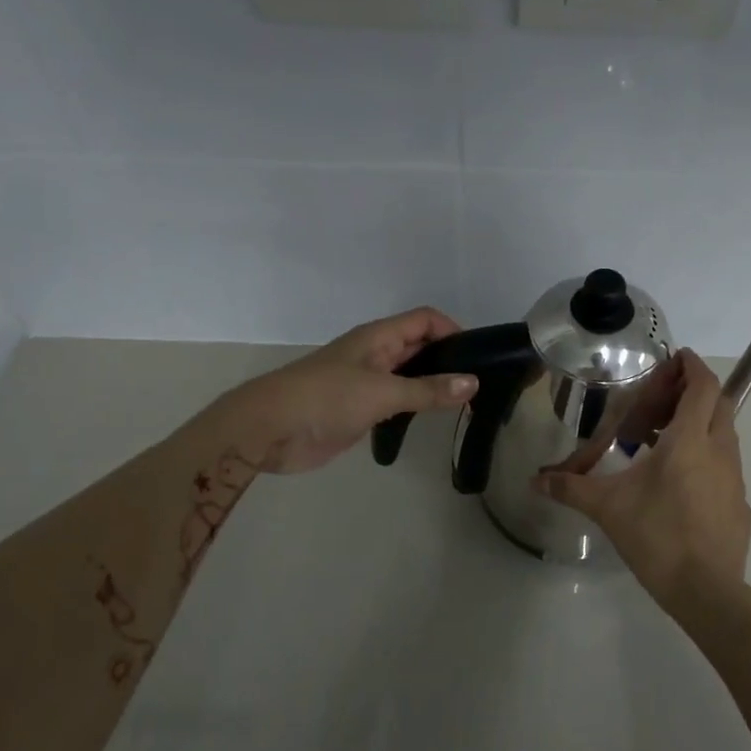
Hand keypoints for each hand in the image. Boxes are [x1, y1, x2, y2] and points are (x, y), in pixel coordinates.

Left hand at [226, 308, 477, 473]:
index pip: (425, 320)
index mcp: (378, 337)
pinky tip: (433, 418)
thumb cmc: (326, 399)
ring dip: (433, 383)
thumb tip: (473, 383)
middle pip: (419, 345)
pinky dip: (416, 405)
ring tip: (466, 402)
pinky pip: (396, 400)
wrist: (269, 430)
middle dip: (448, 358)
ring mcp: (366, 382)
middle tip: (481, 383)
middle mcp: (375, 354)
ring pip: (409, 375)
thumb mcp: (383, 392)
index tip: (479, 356)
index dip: (453, 331)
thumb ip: (428, 390)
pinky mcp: (359, 409)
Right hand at [532, 349, 750, 612]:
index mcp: (690, 440)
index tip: (676, 358)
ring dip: (699, 426)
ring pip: (724, 434)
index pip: (703, 385)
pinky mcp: (740, 504)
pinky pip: (725, 466)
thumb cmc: (657, 536)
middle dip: (694, 393)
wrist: (707, 592)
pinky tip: (679, 484)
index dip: (692, 366)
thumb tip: (534, 480)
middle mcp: (719, 450)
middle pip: (719, 403)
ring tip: (662, 441)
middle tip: (661, 402)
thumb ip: (571, 487)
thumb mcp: (607, 508)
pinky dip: (706, 458)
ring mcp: (735, 478)